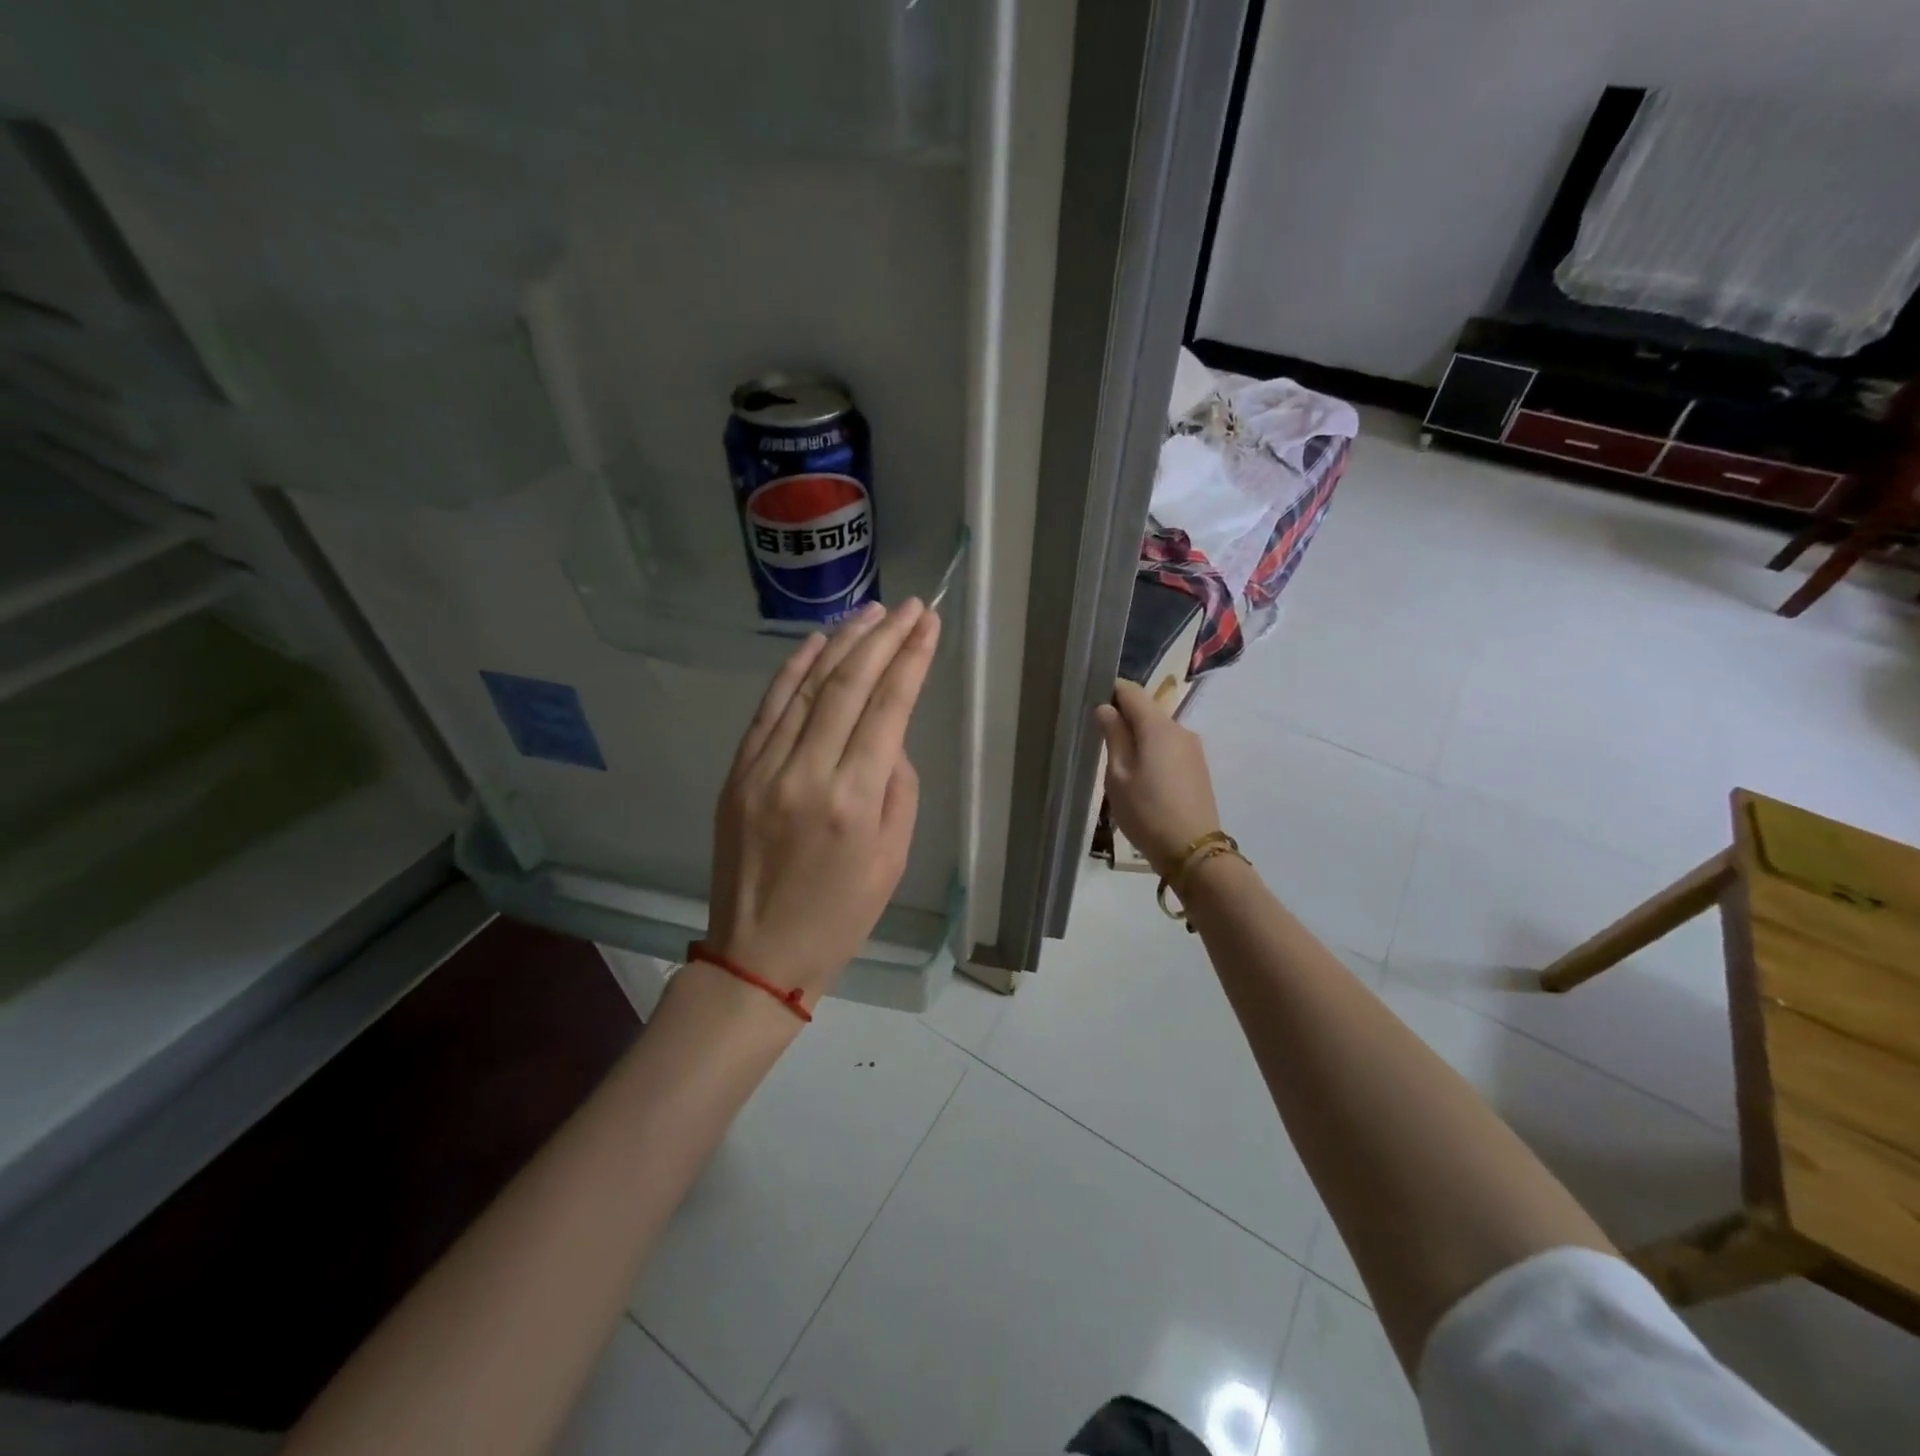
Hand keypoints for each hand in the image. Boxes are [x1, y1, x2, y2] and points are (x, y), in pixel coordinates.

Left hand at [705, 599, 940, 1004]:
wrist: (760, 953)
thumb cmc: (842, 913)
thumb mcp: (894, 856)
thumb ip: (897, 786)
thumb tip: (887, 737)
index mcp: (854, 800)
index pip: (888, 708)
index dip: (910, 659)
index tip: (928, 623)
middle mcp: (807, 773)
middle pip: (848, 686)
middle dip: (882, 638)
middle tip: (908, 606)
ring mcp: (764, 769)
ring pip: (806, 688)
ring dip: (840, 643)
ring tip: (869, 612)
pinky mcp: (738, 773)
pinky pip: (768, 709)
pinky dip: (793, 670)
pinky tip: (816, 642)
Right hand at [1095, 679, 1222, 877]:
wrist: (1192, 850)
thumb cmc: (1146, 811)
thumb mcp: (1118, 775)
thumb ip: (1113, 736)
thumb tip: (1106, 707)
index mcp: (1158, 727)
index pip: (1131, 691)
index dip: (1110, 691)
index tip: (1090, 702)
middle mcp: (1180, 729)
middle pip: (1146, 710)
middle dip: (1123, 717)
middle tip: (1099, 739)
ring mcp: (1193, 749)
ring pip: (1158, 730)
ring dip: (1138, 737)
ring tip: (1118, 764)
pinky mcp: (1197, 767)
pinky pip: (1169, 747)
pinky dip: (1152, 752)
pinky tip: (1141, 777)